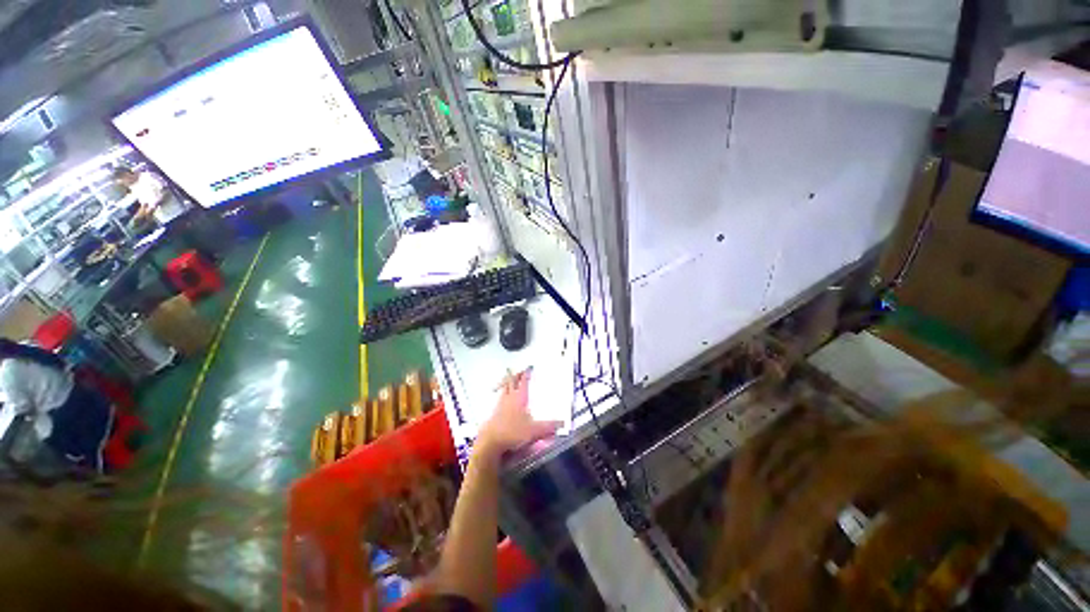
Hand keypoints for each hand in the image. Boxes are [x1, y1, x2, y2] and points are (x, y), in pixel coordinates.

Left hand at [476, 369, 561, 458]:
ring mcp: (499, 407)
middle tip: (518, 370)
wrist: (491, 442)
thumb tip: (562, 423)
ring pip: (503, 391)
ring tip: (508, 381)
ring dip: (507, 384)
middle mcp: (508, 400)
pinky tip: (503, 401)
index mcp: (519, 399)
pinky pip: (499, 400)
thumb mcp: (535, 431)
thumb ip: (549, 427)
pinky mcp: (493, 415)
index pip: (523, 383)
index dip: (526, 375)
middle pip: (510, 384)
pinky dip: (502, 396)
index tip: (529, 368)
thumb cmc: (513, 433)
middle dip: (515, 376)